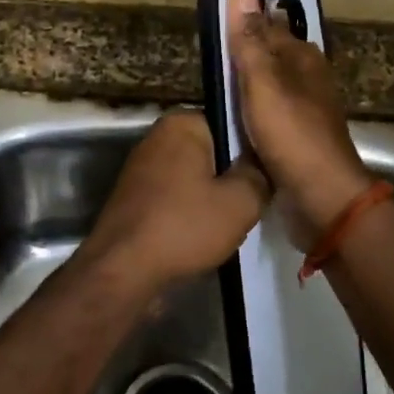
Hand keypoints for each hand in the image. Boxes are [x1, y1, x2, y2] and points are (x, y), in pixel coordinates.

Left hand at [78, 111, 268, 293]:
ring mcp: (143, 169)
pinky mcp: (136, 198)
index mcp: (182, 123)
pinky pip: (176, 197)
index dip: (254, 147)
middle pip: (213, 151)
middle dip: (233, 175)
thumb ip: (260, 176)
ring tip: (234, 222)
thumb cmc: (184, 226)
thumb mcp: (240, 202)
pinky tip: (206, 236)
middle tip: (256, 200)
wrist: (123, 271)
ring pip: (195, 177)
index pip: (230, 122)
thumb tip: (263, 165)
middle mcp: (158, 137)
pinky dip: (191, 213)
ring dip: (213, 198)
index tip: (270, 171)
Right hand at [225, 0, 372, 231]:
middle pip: (269, 57)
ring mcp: (305, 110)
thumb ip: (250, 41)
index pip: (268, 26)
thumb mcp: (264, 82)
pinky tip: (232, 121)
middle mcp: (308, 78)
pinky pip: (268, 115)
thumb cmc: (291, 133)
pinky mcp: (298, 137)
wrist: (322, 195)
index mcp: (304, 57)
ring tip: (212, 91)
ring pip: (268, 88)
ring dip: (245, 88)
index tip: (213, 27)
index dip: (242, 24)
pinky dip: (251, 114)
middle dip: (243, 56)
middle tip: (207, 62)